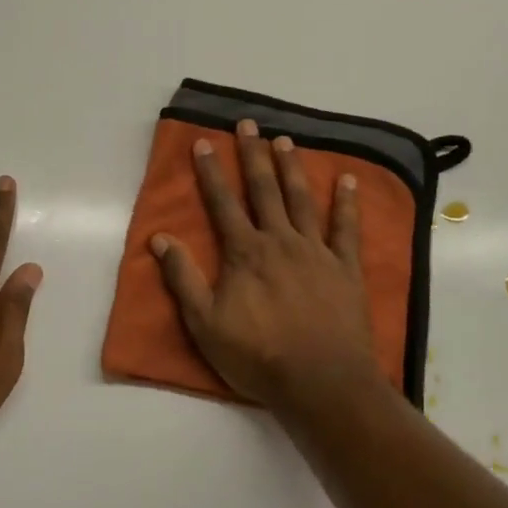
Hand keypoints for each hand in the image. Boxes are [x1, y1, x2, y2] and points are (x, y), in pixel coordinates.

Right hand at [151, 120, 378, 406]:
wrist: (321, 383)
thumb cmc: (258, 356)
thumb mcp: (205, 324)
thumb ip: (183, 278)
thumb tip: (160, 238)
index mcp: (245, 253)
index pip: (222, 203)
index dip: (211, 172)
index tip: (204, 142)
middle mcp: (279, 241)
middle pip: (264, 190)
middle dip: (253, 155)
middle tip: (248, 124)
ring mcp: (316, 252)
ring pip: (301, 200)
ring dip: (291, 168)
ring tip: (285, 141)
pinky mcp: (345, 268)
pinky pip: (347, 229)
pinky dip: (347, 203)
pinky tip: (347, 180)